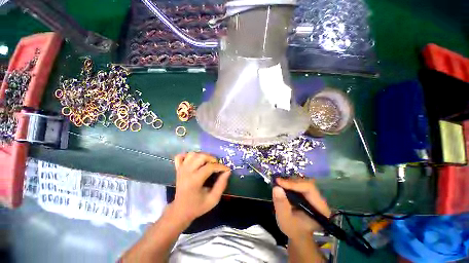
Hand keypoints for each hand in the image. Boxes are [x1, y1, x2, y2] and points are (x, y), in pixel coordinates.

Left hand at [171, 152, 230, 224]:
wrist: (180, 211)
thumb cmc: (197, 207)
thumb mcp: (213, 199)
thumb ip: (221, 185)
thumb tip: (227, 172)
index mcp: (194, 180)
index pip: (210, 167)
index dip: (221, 166)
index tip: (227, 169)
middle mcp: (187, 172)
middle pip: (201, 156)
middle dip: (212, 158)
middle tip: (217, 165)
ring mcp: (181, 169)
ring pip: (192, 154)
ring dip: (202, 156)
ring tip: (207, 162)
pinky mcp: (177, 169)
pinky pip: (180, 156)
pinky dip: (187, 155)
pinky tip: (194, 160)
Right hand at [272, 178, 330, 239]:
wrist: (297, 234)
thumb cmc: (293, 229)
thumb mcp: (284, 219)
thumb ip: (281, 204)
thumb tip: (276, 187)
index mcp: (320, 208)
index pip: (309, 188)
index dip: (294, 183)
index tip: (279, 182)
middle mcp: (319, 200)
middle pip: (306, 183)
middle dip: (290, 181)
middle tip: (277, 182)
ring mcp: (314, 196)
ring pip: (302, 182)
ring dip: (289, 181)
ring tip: (278, 183)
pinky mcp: (308, 194)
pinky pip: (299, 184)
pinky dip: (290, 183)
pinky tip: (282, 185)